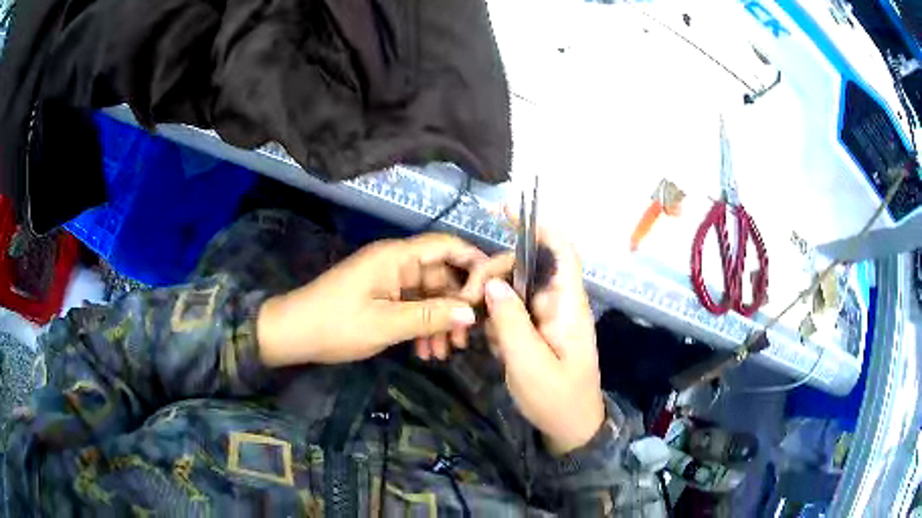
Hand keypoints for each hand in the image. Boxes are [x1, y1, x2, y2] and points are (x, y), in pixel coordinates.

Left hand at [257, 234, 485, 366]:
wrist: (292, 334)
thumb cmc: (335, 324)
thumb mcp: (386, 323)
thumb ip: (430, 316)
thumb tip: (472, 313)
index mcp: (396, 257)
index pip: (446, 245)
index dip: (473, 263)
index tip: (491, 294)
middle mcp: (395, 263)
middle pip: (441, 275)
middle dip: (455, 306)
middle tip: (464, 340)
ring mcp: (388, 280)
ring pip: (428, 295)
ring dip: (438, 321)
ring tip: (442, 353)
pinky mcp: (381, 296)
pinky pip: (412, 306)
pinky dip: (421, 326)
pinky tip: (424, 351)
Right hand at [481, 228, 605, 454]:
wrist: (569, 427)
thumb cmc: (557, 398)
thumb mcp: (529, 363)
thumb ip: (510, 322)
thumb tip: (491, 282)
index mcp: (568, 305)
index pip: (562, 252)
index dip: (540, 226)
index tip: (506, 212)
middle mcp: (558, 303)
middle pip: (526, 268)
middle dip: (493, 275)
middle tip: (465, 300)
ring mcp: (547, 317)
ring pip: (514, 289)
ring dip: (490, 300)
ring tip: (469, 322)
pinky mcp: (536, 330)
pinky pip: (512, 311)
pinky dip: (494, 319)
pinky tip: (485, 340)